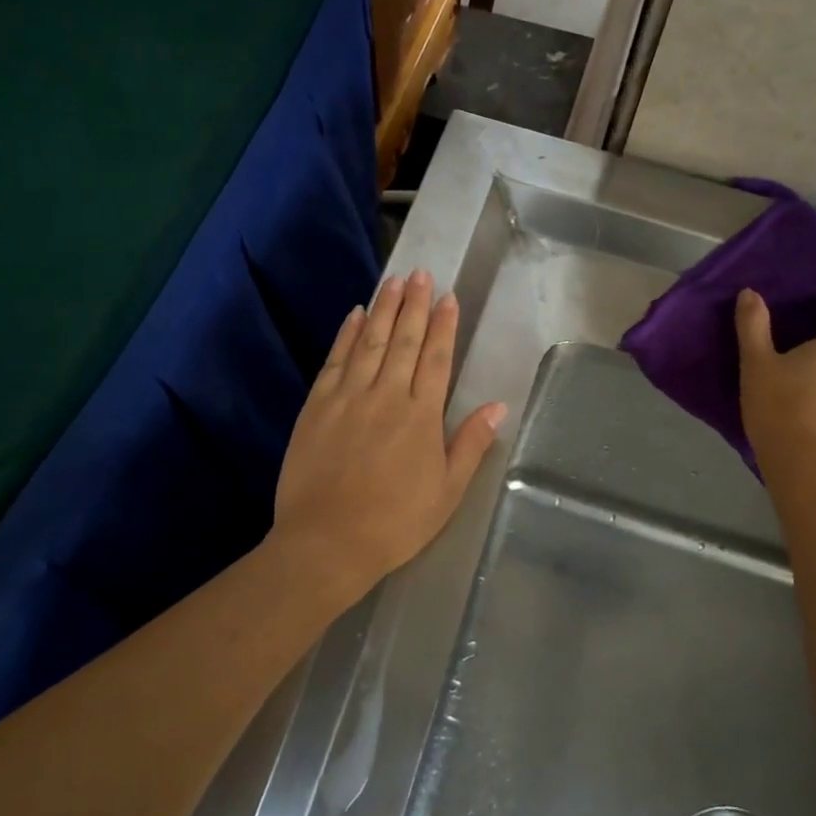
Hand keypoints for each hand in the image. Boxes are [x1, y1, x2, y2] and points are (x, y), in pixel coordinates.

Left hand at [272, 270, 506, 593]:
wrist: (327, 542)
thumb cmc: (395, 523)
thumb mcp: (447, 492)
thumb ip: (470, 445)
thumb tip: (498, 407)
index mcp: (421, 416)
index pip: (436, 359)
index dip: (444, 326)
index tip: (448, 297)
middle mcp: (386, 396)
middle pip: (404, 341)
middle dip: (414, 305)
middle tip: (420, 273)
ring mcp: (348, 397)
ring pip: (370, 342)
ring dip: (384, 309)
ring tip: (394, 280)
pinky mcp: (317, 406)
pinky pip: (335, 360)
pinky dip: (346, 334)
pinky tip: (355, 315)